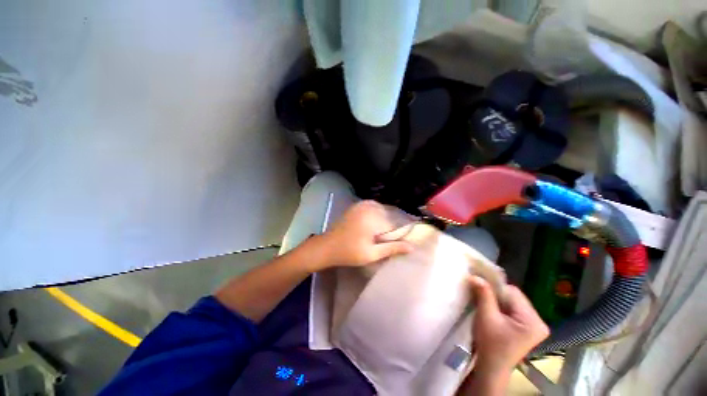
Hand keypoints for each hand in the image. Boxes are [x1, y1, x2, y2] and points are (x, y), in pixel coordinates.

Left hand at [316, 200, 412, 268]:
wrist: (327, 246)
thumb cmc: (349, 253)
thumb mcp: (372, 254)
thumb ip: (392, 248)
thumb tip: (412, 247)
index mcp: (372, 217)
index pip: (395, 223)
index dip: (400, 233)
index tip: (404, 240)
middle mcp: (368, 206)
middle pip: (389, 215)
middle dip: (393, 225)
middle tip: (391, 239)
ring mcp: (361, 204)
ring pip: (382, 210)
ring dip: (385, 220)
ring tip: (383, 233)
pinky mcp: (357, 205)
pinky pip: (374, 207)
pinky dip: (378, 214)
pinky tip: (375, 225)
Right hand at [469, 276, 548, 372]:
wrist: (492, 367)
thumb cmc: (490, 344)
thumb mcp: (486, 317)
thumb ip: (483, 295)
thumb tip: (475, 276)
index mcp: (533, 321)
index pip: (513, 292)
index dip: (494, 287)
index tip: (479, 285)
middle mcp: (539, 321)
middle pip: (514, 297)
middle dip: (496, 295)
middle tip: (480, 296)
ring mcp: (535, 325)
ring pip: (512, 302)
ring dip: (497, 300)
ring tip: (485, 304)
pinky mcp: (528, 328)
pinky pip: (513, 309)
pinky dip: (501, 307)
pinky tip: (492, 311)